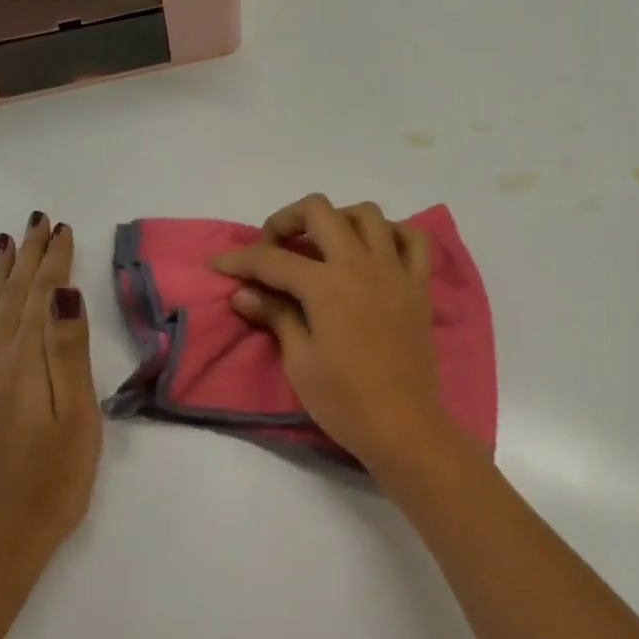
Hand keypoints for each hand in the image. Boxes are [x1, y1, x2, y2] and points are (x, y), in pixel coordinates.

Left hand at [0, 215, 100, 602]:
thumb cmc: (52, 486)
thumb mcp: (76, 422)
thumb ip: (67, 356)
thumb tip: (63, 295)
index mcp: (20, 366)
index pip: (39, 300)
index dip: (52, 263)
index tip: (62, 229)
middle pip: (8, 299)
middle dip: (26, 259)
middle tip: (37, 222)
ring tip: (5, 243)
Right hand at [213, 195, 450, 467]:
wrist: (403, 426)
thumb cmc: (345, 402)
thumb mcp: (300, 362)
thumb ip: (276, 317)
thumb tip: (244, 294)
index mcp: (327, 286)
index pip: (273, 259)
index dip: (240, 260)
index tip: (219, 264)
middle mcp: (361, 265)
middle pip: (319, 211)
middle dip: (286, 220)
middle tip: (272, 249)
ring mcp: (395, 271)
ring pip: (367, 214)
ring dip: (338, 219)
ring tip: (322, 246)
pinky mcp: (419, 286)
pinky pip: (414, 239)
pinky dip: (391, 233)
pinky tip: (374, 250)